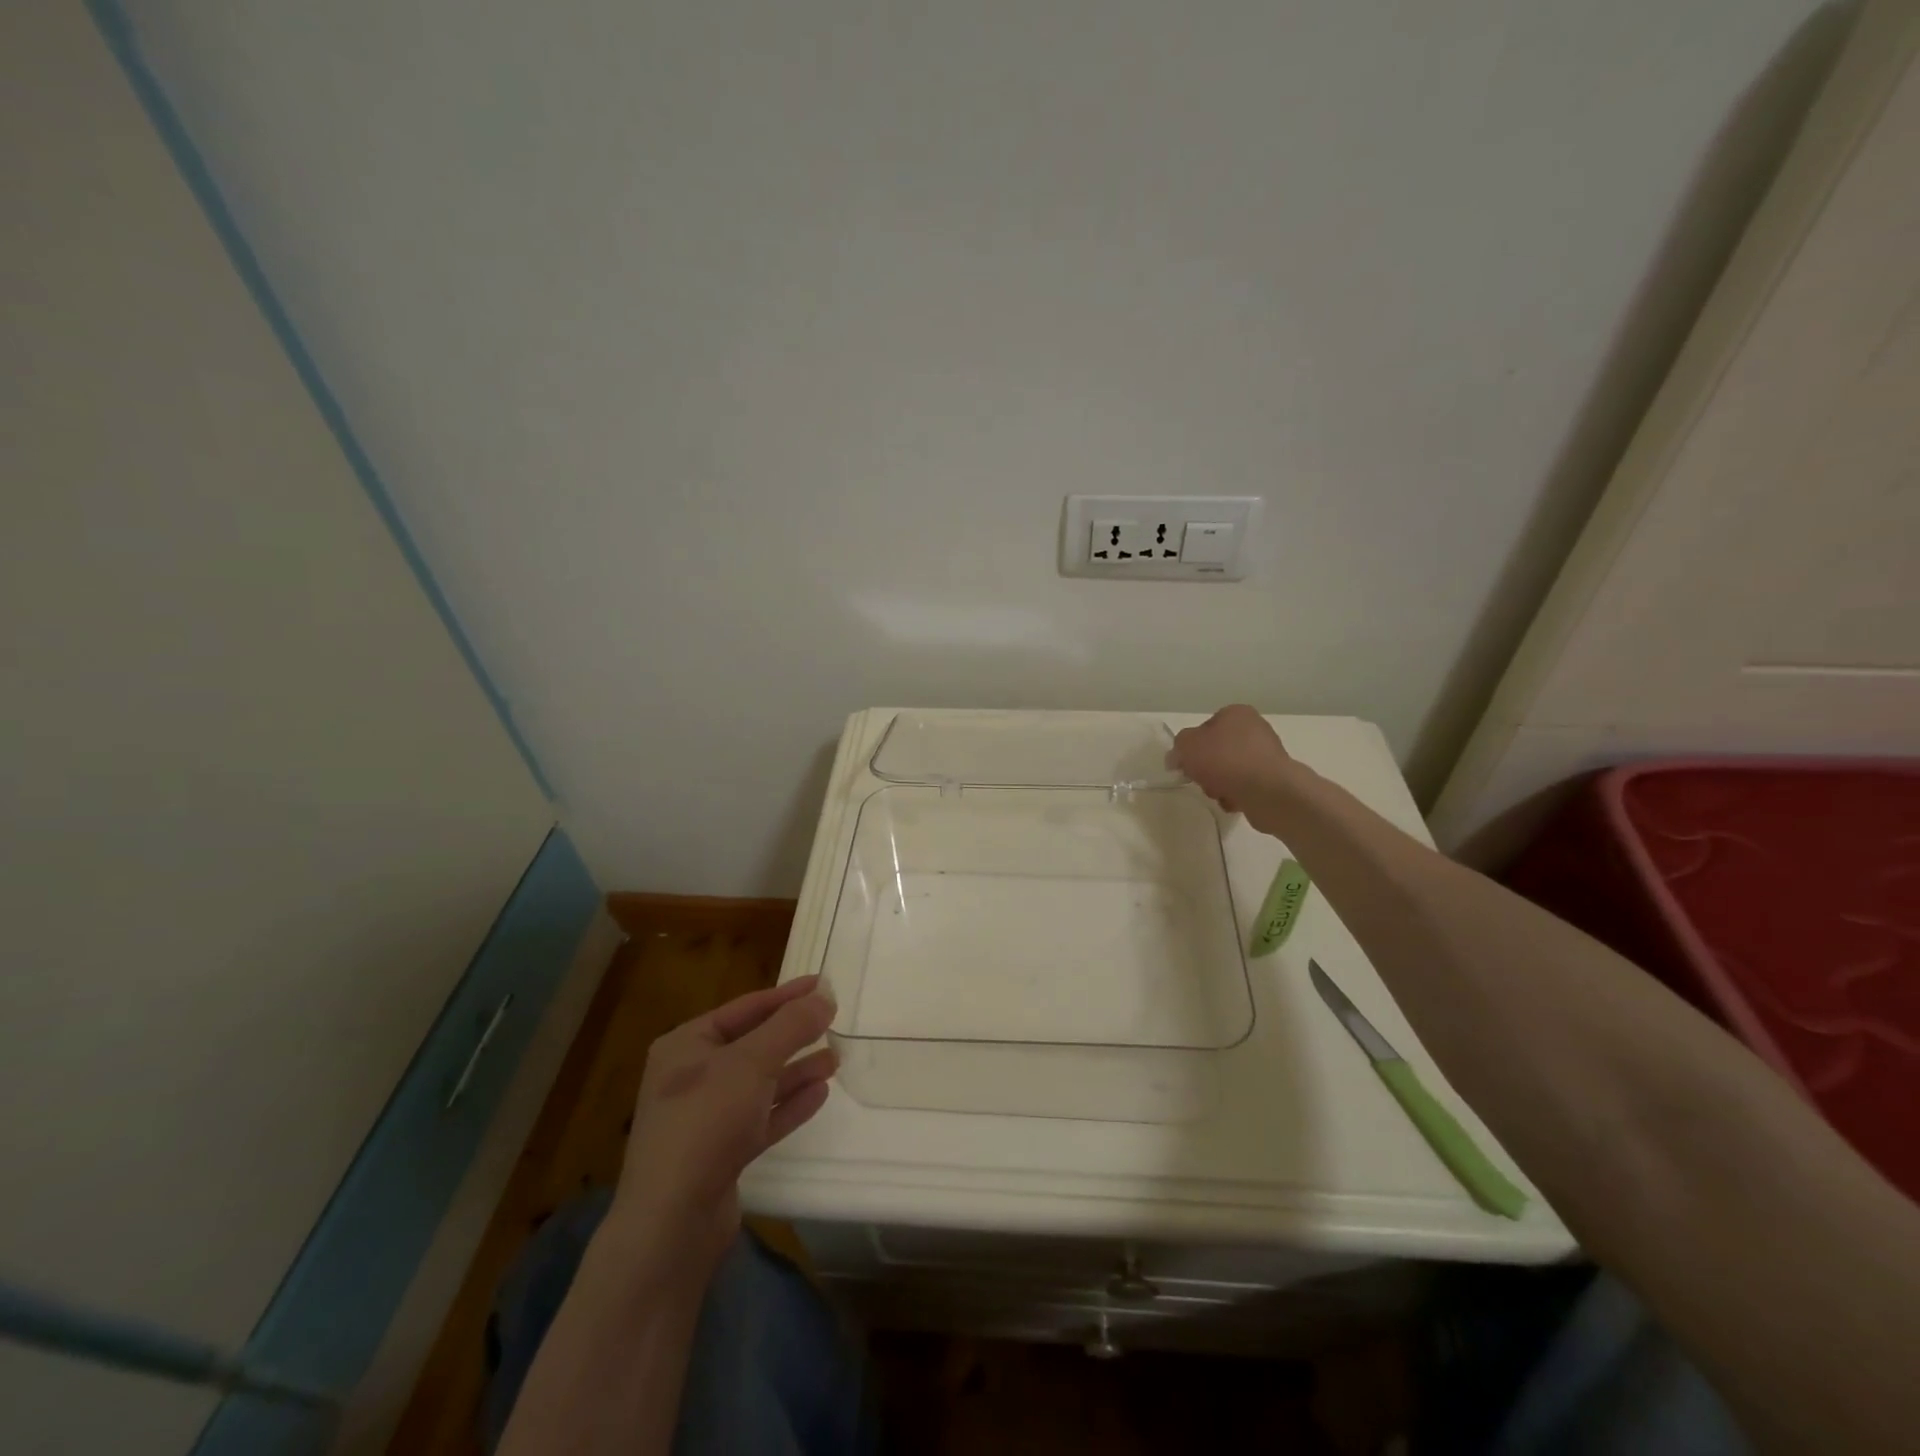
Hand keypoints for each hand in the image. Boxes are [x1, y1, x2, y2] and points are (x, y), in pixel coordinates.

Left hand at [605, 976, 837, 1284]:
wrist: (672, 1223)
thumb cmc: (706, 1122)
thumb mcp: (751, 1063)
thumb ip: (791, 1026)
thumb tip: (825, 995)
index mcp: (685, 1045)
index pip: (744, 1008)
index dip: (785, 995)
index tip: (823, 984)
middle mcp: (691, 1078)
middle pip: (752, 1045)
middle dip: (793, 1034)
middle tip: (833, 1020)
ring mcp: (704, 1118)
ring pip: (760, 1084)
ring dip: (796, 1070)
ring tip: (836, 1059)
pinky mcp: (720, 1155)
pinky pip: (761, 1118)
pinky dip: (789, 1105)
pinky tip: (820, 1093)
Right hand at [1169, 705, 1298, 833]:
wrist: (1268, 790)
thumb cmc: (1225, 760)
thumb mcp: (1187, 746)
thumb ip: (1178, 747)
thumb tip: (1177, 757)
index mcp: (1236, 713)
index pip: (1206, 726)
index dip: (1192, 746)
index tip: (1186, 763)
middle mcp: (1255, 729)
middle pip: (1217, 750)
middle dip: (1206, 768)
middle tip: (1201, 779)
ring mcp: (1267, 754)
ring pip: (1230, 770)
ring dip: (1218, 784)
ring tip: (1218, 793)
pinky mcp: (1274, 779)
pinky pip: (1245, 786)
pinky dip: (1236, 795)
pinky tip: (1234, 801)